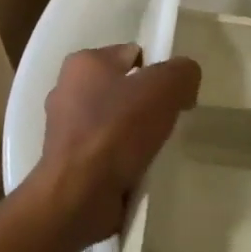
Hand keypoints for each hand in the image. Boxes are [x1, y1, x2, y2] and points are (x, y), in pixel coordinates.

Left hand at [33, 44, 200, 248]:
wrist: (78, 197)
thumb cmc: (117, 131)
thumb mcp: (164, 87)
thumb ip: (183, 72)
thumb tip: (185, 80)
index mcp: (84, 63)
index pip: (132, 54)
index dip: (159, 70)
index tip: (176, 94)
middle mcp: (68, 90)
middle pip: (123, 89)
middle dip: (147, 103)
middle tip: (168, 122)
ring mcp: (64, 129)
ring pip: (115, 122)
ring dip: (136, 134)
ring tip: (156, 149)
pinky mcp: (68, 163)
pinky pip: (106, 152)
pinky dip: (123, 159)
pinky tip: (139, 170)